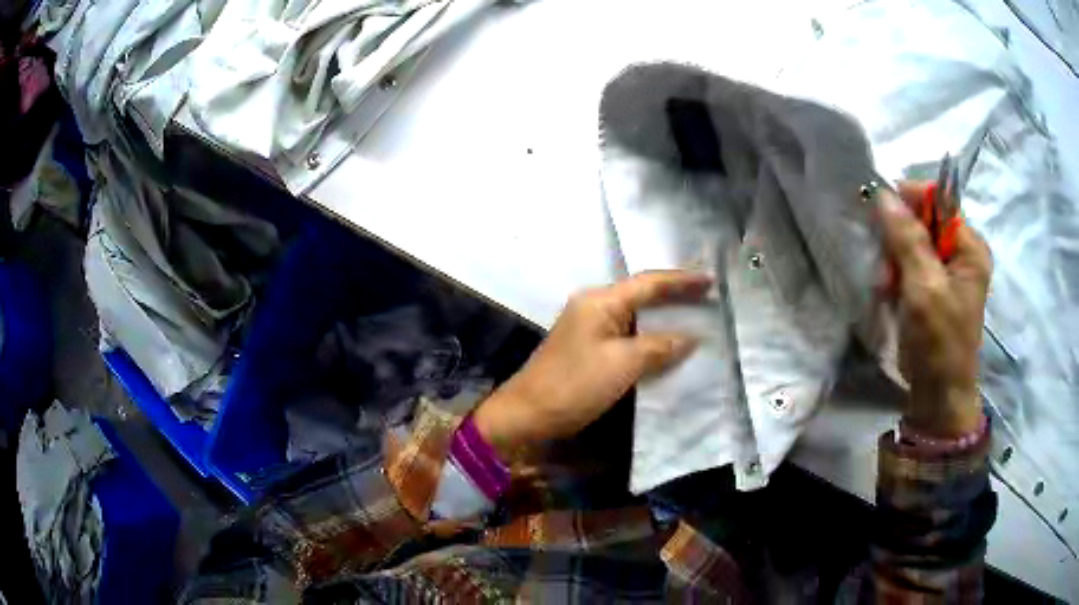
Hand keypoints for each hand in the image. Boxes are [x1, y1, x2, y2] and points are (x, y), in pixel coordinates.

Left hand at [473, 271, 711, 459]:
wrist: (528, 414)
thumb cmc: (575, 385)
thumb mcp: (623, 364)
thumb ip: (659, 346)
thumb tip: (692, 336)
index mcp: (601, 300)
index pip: (649, 283)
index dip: (682, 281)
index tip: (711, 281)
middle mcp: (594, 305)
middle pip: (642, 294)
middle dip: (675, 295)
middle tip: (709, 297)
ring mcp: (589, 325)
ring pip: (635, 314)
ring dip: (664, 315)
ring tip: (696, 315)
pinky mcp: (588, 346)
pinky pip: (627, 333)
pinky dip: (649, 335)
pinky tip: (668, 342)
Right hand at [877, 182, 992, 436]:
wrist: (938, 396)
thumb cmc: (939, 342)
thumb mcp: (924, 287)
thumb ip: (907, 238)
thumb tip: (883, 194)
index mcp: (970, 247)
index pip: (938, 201)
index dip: (909, 202)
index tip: (881, 218)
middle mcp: (961, 253)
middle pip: (923, 221)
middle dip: (899, 240)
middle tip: (887, 269)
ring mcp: (948, 272)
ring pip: (912, 244)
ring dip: (894, 262)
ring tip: (887, 288)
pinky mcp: (934, 289)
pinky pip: (910, 265)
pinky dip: (896, 277)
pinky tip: (890, 295)